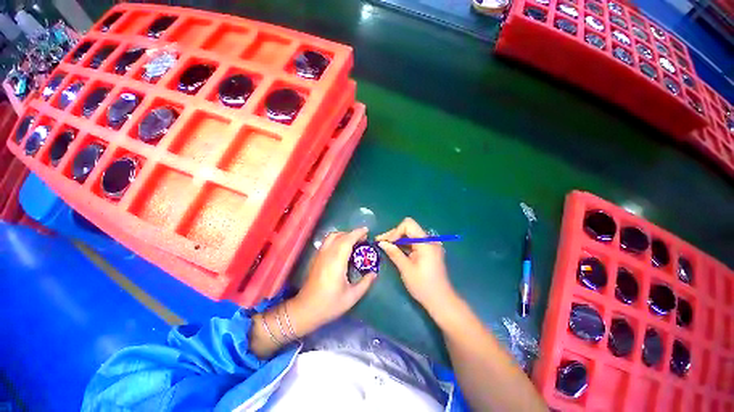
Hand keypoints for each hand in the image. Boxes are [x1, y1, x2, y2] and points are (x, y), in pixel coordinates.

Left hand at [292, 227, 376, 332]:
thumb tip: (374, 273)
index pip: (347, 240)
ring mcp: (319, 255)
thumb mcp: (351, 297)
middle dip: (352, 234)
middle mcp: (327, 255)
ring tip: (353, 242)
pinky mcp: (316, 258)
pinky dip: (337, 239)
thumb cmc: (329, 304)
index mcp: (336, 262)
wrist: (305, 310)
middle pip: (339, 236)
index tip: (366, 230)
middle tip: (363, 239)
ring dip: (343, 235)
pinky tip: (342, 248)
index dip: (357, 233)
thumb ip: (365, 283)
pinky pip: (327, 242)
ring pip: (331, 237)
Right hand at [376, 218, 456, 312]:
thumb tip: (381, 243)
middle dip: (394, 234)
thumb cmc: (423, 286)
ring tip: (385, 246)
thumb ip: (394, 253)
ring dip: (398, 239)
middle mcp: (429, 240)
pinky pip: (415, 242)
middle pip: (409, 228)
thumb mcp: (406, 269)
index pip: (408, 225)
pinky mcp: (429, 251)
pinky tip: (396, 250)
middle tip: (381, 242)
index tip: (386, 242)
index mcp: (426, 242)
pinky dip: (405, 245)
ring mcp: (430, 245)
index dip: (395, 231)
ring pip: (411, 235)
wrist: (441, 301)